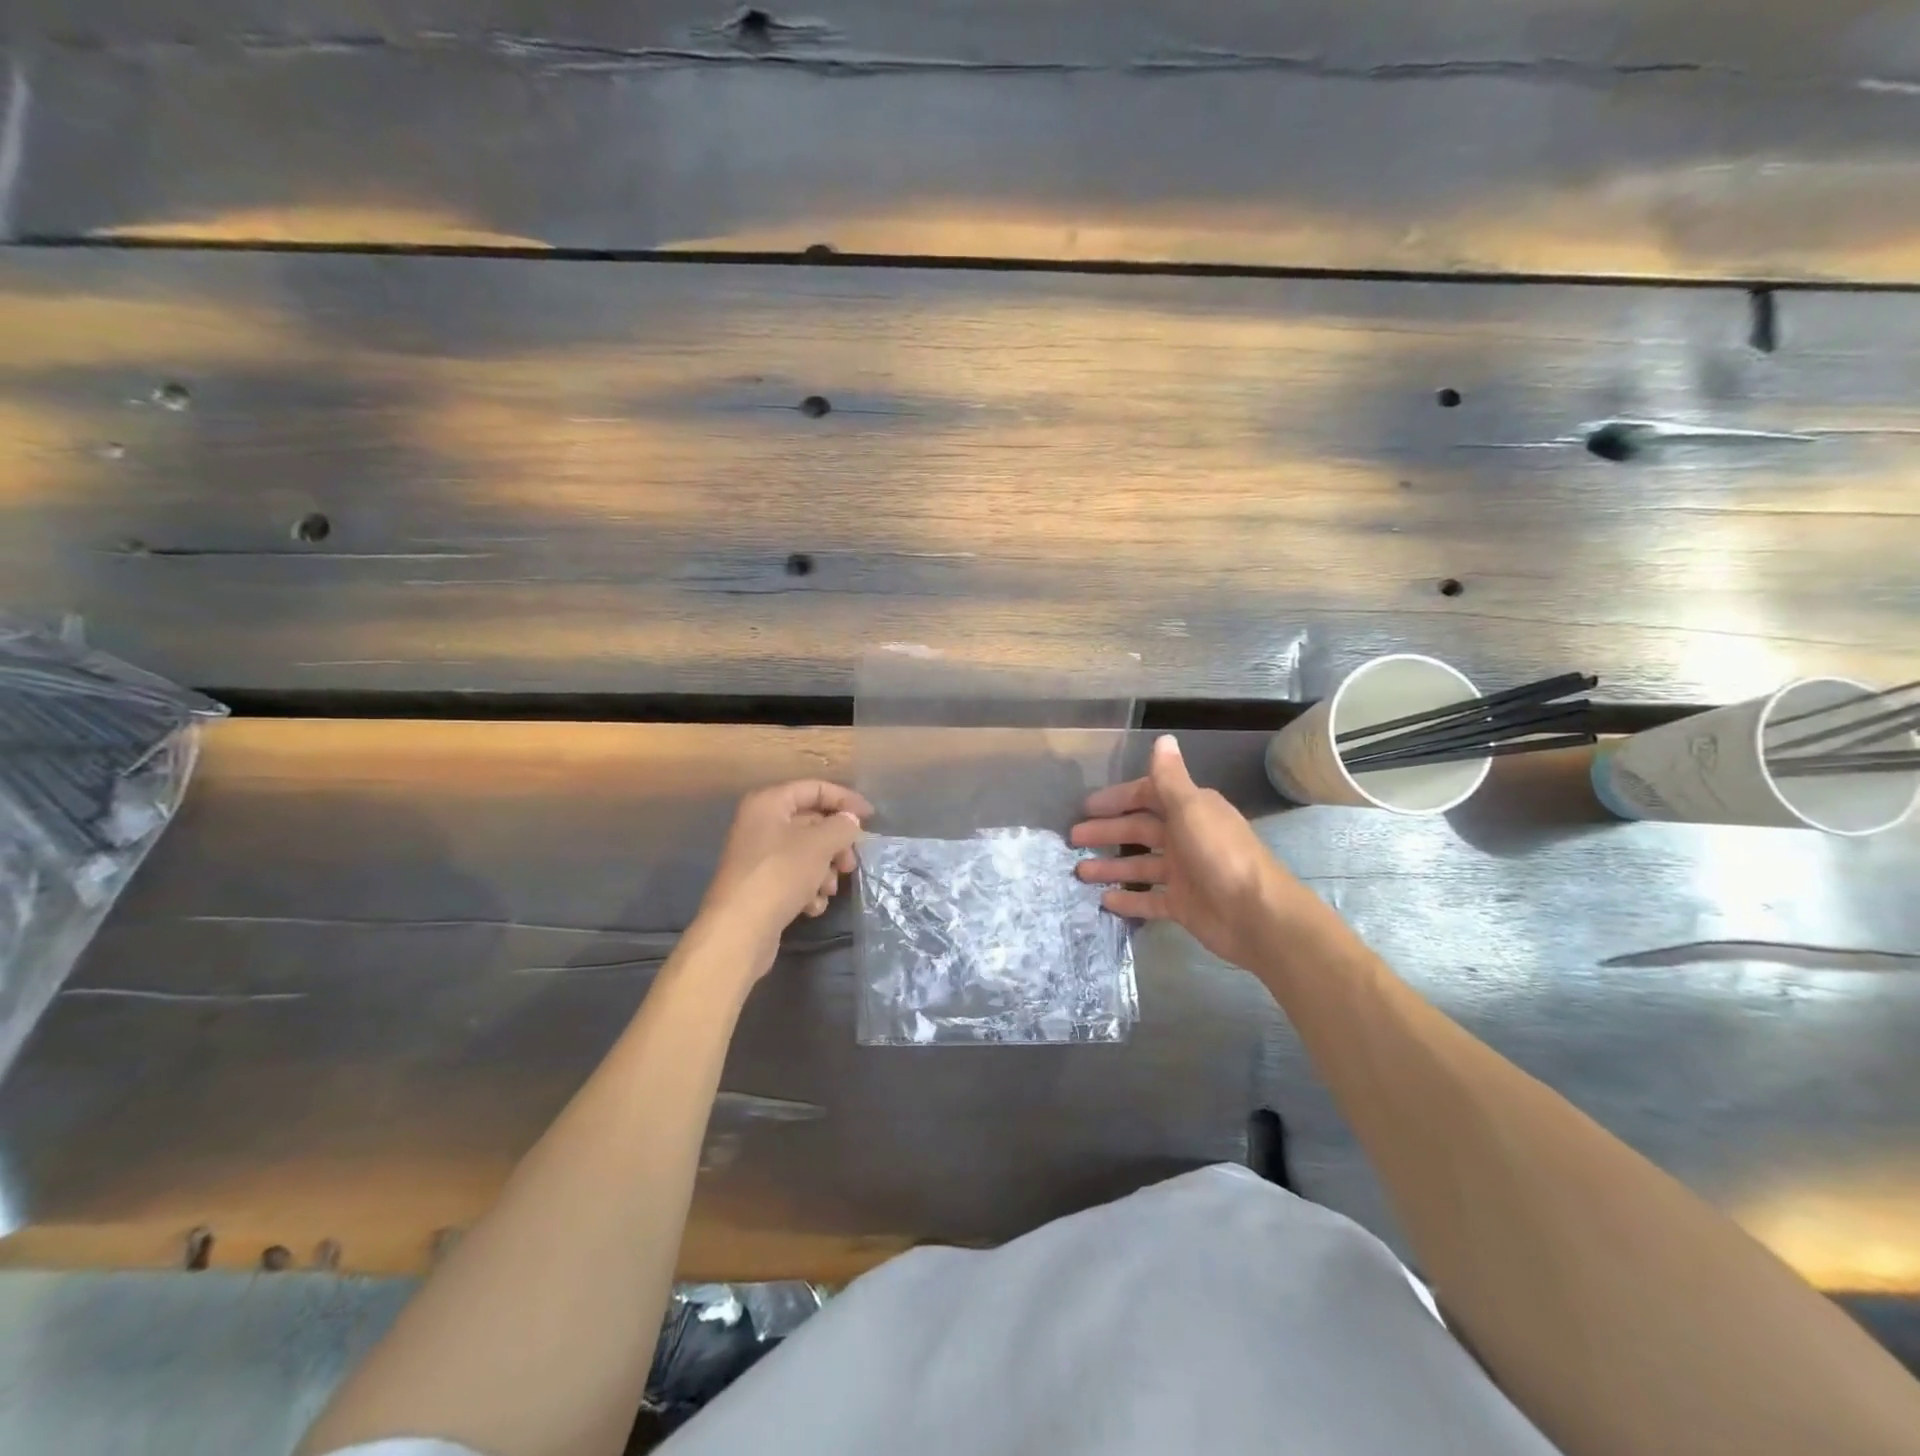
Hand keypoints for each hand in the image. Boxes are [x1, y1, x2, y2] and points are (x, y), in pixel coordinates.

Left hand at [697, 780, 872, 977]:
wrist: (740, 931)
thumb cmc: (780, 875)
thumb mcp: (819, 844)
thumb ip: (842, 826)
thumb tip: (850, 821)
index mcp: (769, 803)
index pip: (815, 788)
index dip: (845, 800)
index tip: (871, 818)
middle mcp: (760, 824)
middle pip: (812, 823)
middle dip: (836, 844)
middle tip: (850, 863)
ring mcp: (759, 857)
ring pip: (806, 854)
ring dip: (824, 871)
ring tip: (827, 889)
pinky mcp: (761, 886)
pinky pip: (794, 878)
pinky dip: (808, 890)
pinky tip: (811, 906)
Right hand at [1071, 735, 1322, 968]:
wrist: (1256, 915)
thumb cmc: (1220, 854)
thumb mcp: (1191, 808)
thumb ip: (1170, 778)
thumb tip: (1163, 738)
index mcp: (1190, 810)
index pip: (1148, 797)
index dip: (1118, 799)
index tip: (1087, 806)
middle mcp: (1187, 838)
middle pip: (1140, 831)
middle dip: (1107, 832)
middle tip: (1073, 838)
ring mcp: (1185, 874)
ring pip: (1140, 866)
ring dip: (1111, 867)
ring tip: (1079, 872)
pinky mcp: (1183, 905)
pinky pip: (1149, 899)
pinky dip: (1128, 899)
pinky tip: (1103, 900)